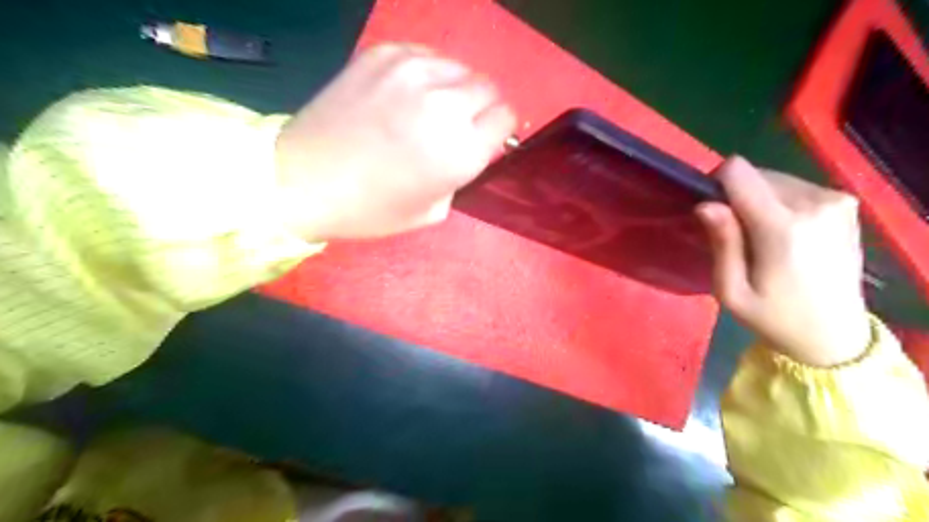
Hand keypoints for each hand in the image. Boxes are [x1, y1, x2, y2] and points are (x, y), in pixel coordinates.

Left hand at [273, 43, 519, 242]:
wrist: (303, 180)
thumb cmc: (370, 209)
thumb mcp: (433, 211)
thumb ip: (461, 176)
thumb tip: (469, 148)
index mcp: (461, 151)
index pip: (506, 117)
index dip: (497, 130)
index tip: (484, 138)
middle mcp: (445, 105)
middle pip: (488, 87)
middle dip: (480, 108)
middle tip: (456, 126)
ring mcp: (412, 73)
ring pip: (458, 67)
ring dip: (453, 88)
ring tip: (429, 108)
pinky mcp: (382, 54)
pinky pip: (425, 55)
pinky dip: (425, 73)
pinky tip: (404, 94)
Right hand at [697, 156, 872, 365]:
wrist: (835, 335)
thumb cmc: (773, 317)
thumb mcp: (731, 291)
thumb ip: (722, 243)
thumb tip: (705, 204)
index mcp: (783, 226)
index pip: (738, 172)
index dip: (716, 184)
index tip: (713, 212)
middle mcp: (814, 203)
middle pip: (756, 173)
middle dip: (737, 196)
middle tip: (736, 234)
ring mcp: (835, 201)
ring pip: (775, 178)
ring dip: (758, 199)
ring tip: (760, 236)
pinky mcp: (844, 205)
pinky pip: (795, 186)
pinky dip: (780, 202)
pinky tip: (784, 233)